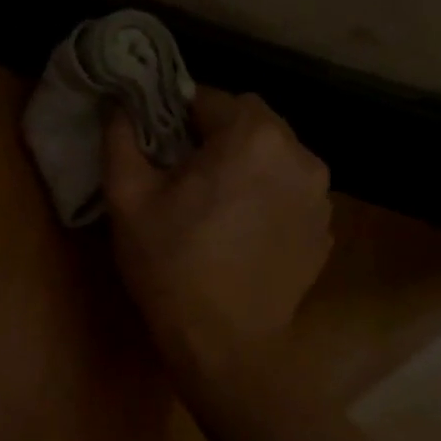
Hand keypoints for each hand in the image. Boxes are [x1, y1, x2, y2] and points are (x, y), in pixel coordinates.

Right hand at [104, 88, 332, 378]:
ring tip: (213, 203)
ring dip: (244, 164)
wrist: (224, 342)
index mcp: (251, 137)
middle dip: (215, 136)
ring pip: (273, 155)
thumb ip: (121, 139)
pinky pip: (290, 191)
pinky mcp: (323, 228)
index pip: (210, 98)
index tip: (157, 146)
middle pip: (250, 121)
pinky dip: (266, 195)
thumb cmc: (170, 264)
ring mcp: (319, 194)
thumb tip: (117, 104)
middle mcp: (298, 154)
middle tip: (182, 175)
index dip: (177, 116)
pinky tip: (239, 231)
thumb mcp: (127, 199)